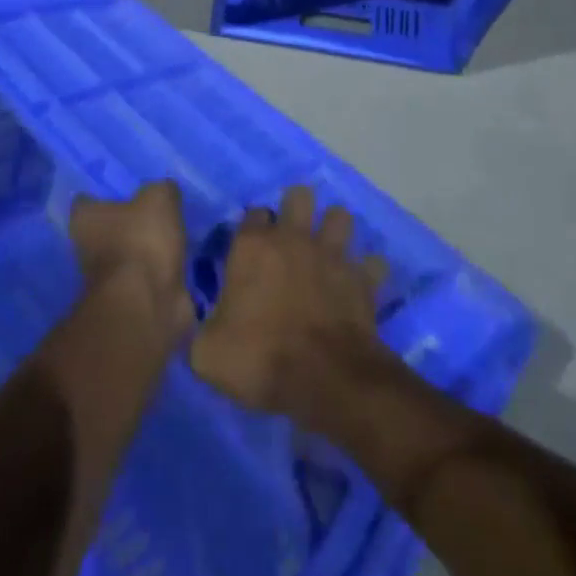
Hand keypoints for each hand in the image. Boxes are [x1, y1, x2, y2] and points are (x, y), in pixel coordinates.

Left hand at [69, 180, 192, 338]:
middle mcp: (87, 248)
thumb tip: (163, 192)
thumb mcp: (159, 198)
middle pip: (105, 230)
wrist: (147, 303)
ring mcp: (106, 279)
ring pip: (125, 256)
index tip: (124, 193)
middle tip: (153, 214)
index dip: (103, 196)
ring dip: (143, 251)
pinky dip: (157, 274)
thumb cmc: (142, 240)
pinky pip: (144, 280)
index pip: (86, 202)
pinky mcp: (128, 301)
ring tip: (171, 238)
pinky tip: (177, 264)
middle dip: (126, 225)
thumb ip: (161, 189)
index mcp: (85, 219)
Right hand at [191, 185, 388, 431]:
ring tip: (328, 251)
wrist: (324, 379)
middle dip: (298, 209)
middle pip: (300, 196)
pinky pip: (373, 262)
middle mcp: (294, 239)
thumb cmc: (259, 358)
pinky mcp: (363, 279)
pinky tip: (360, 284)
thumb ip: (201, 327)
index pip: (253, 214)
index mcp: (253, 247)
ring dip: (335, 230)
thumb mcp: (207, 352)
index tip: (252, 249)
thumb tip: (204, 323)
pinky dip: (368, 271)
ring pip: (340, 217)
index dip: (253, 228)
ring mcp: (333, 255)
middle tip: (292, 236)